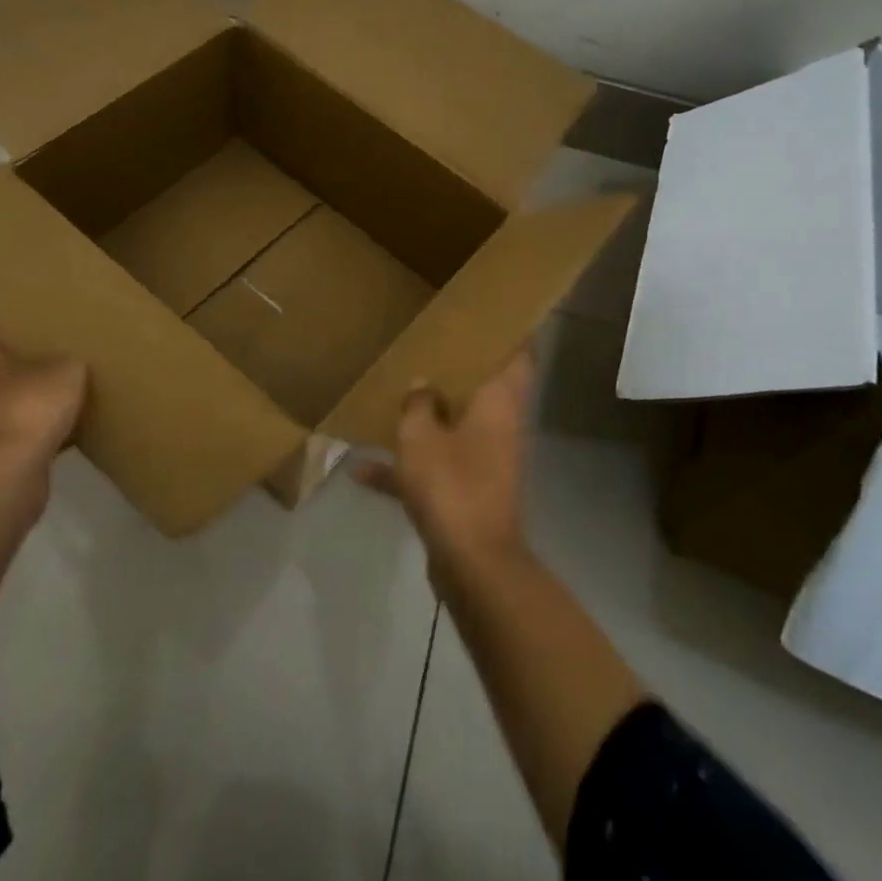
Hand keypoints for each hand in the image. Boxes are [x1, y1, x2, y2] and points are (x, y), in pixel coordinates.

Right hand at [355, 350, 533, 579]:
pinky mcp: (468, 492)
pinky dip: (408, 468)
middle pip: (484, 388)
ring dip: (428, 417)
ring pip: (457, 426)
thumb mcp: (420, 437)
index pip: (519, 354)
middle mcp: (499, 426)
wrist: (473, 565)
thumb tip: (422, 386)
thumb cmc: (452, 485)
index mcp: (499, 402)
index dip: (510, 332)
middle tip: (431, 344)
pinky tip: (361, 471)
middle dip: (459, 370)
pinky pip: (437, 467)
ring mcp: (486, 461)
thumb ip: (418, 404)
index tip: (489, 314)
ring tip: (393, 398)